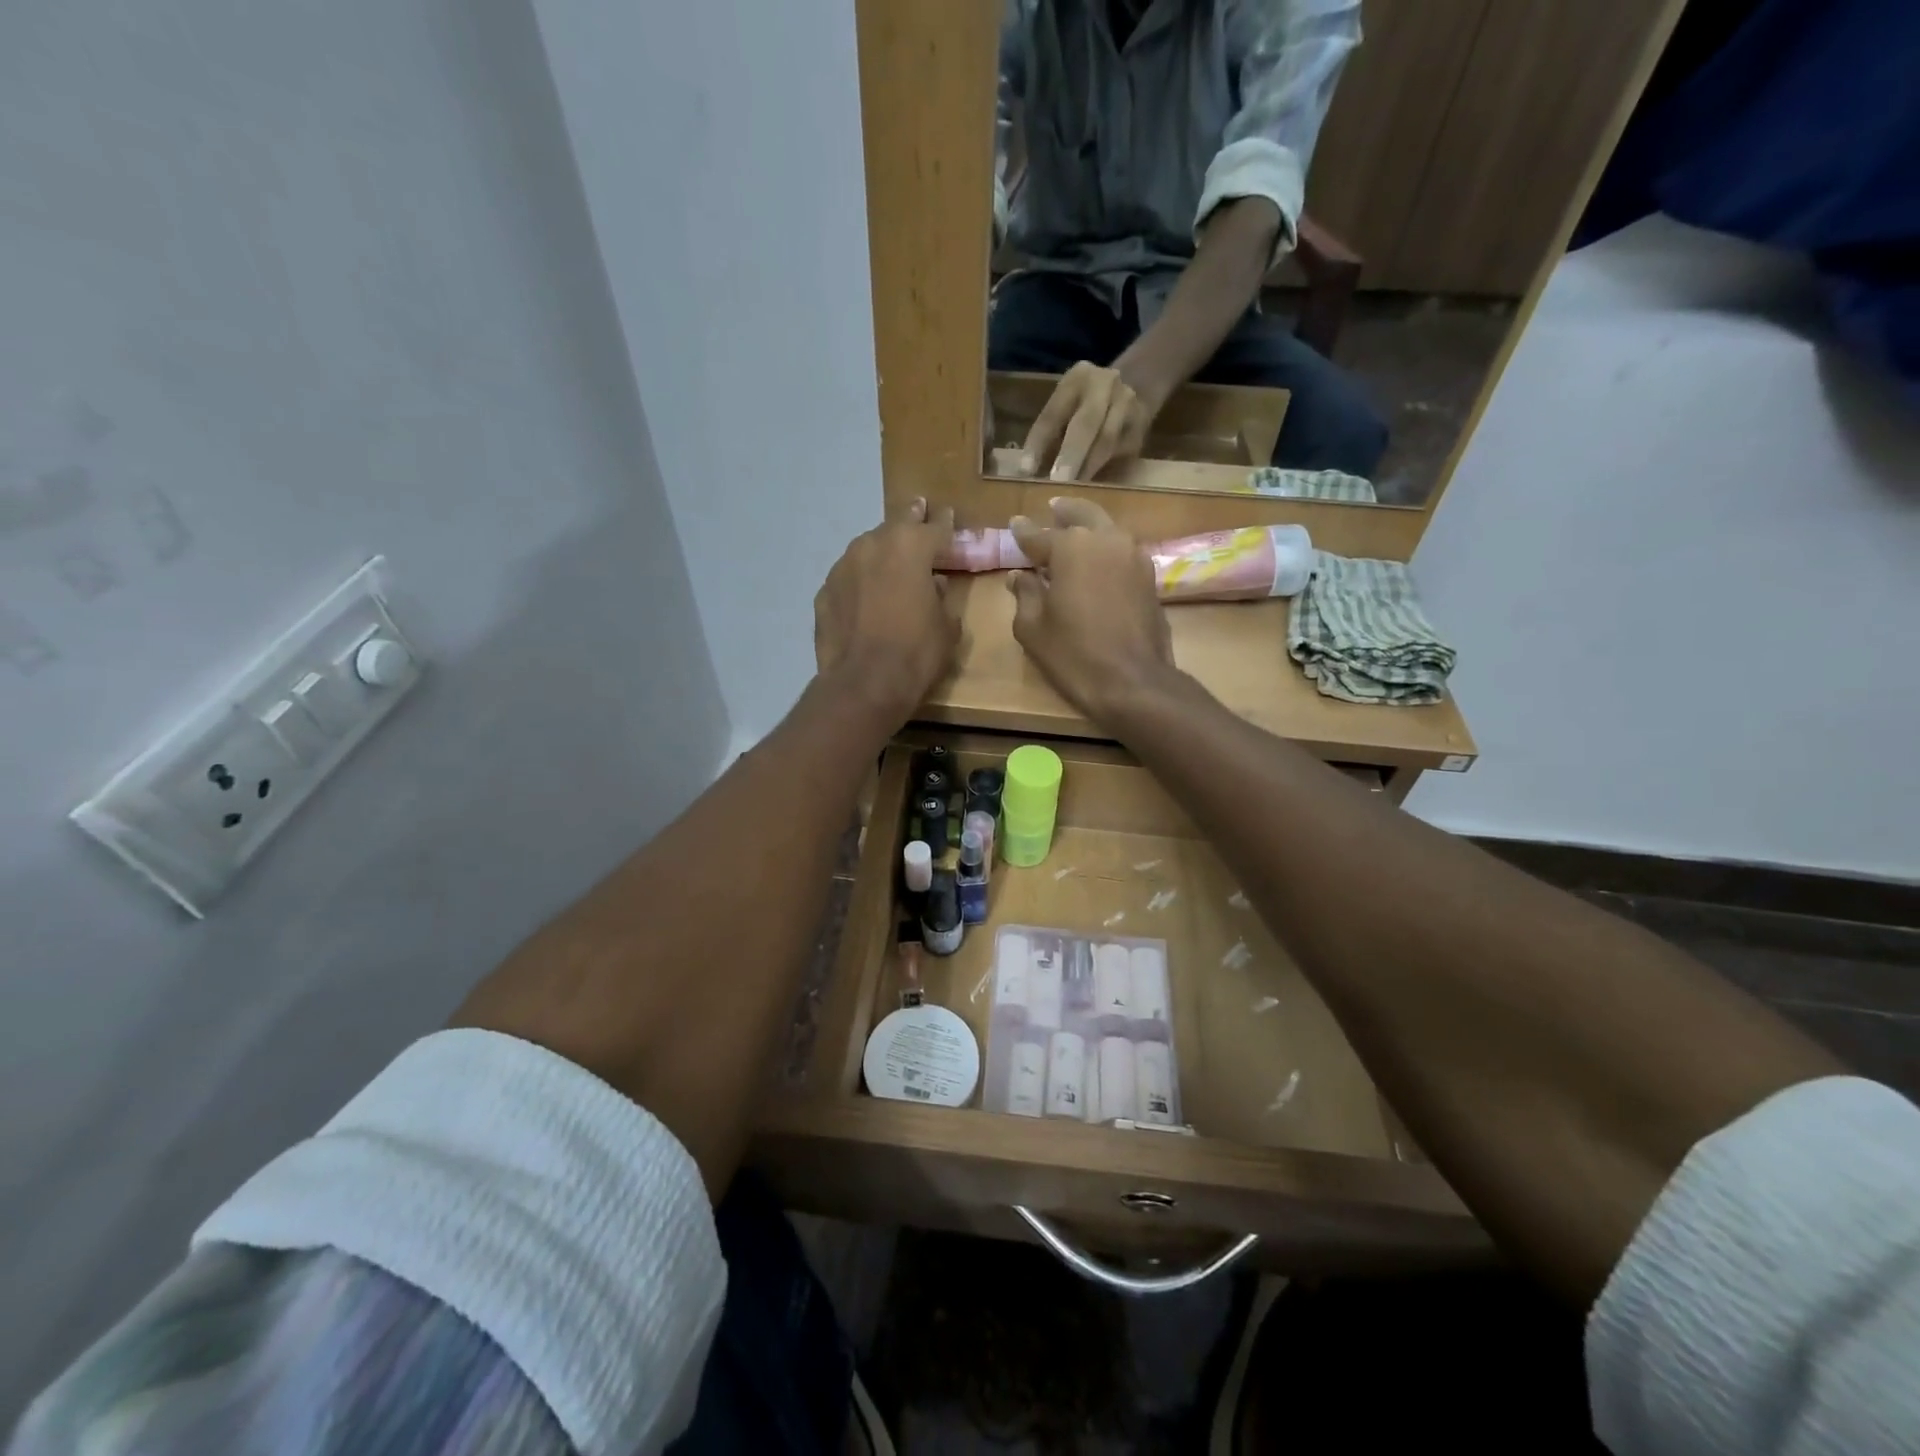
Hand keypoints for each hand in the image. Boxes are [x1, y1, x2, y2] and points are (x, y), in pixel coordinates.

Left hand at [814, 498, 961, 723]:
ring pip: (867, 550)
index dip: (944, 523)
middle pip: (896, 527)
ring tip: (890, 561)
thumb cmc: (916, 653)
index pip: (934, 527)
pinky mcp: (824, 592)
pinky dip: (859, 582)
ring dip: (881, 553)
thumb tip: (934, 586)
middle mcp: (873, 545)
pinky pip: (848, 579)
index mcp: (911, 547)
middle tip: (918, 514)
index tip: (947, 515)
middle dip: (910, 523)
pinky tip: (864, 596)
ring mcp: (843, 567)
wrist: (864, 684)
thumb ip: (942, 598)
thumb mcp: (946, 626)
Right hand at [1007, 497, 1175, 721]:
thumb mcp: (1033, 628)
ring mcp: (1133, 556)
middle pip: (1082, 515)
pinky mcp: (1149, 577)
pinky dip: (1107, 548)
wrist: (1133, 681)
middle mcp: (1105, 540)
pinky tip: (1099, 559)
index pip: (1039, 534)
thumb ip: (1025, 594)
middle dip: (1064, 512)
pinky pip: (1123, 551)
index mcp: (1070, 548)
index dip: (1023, 532)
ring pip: (1108, 529)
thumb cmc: (1073, 654)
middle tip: (1053, 508)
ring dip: (1090, 526)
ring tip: (1076, 531)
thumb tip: (1019, 576)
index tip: (1014, 524)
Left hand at [1019, 362, 1157, 482]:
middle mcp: (1105, 384)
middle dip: (1070, 456)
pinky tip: (1092, 487)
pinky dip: (1104, 470)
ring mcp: (1128, 403)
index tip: (1026, 471)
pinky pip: (1121, 452)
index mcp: (1077, 378)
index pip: (1053, 413)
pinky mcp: (1141, 426)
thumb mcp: (1065, 407)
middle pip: (1086, 423)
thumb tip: (1028, 472)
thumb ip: (1049, 434)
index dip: (1038, 443)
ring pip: (1106, 440)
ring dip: (1088, 468)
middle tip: (1057, 482)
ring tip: (1072, 491)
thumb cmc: (1085, 405)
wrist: (1136, 385)